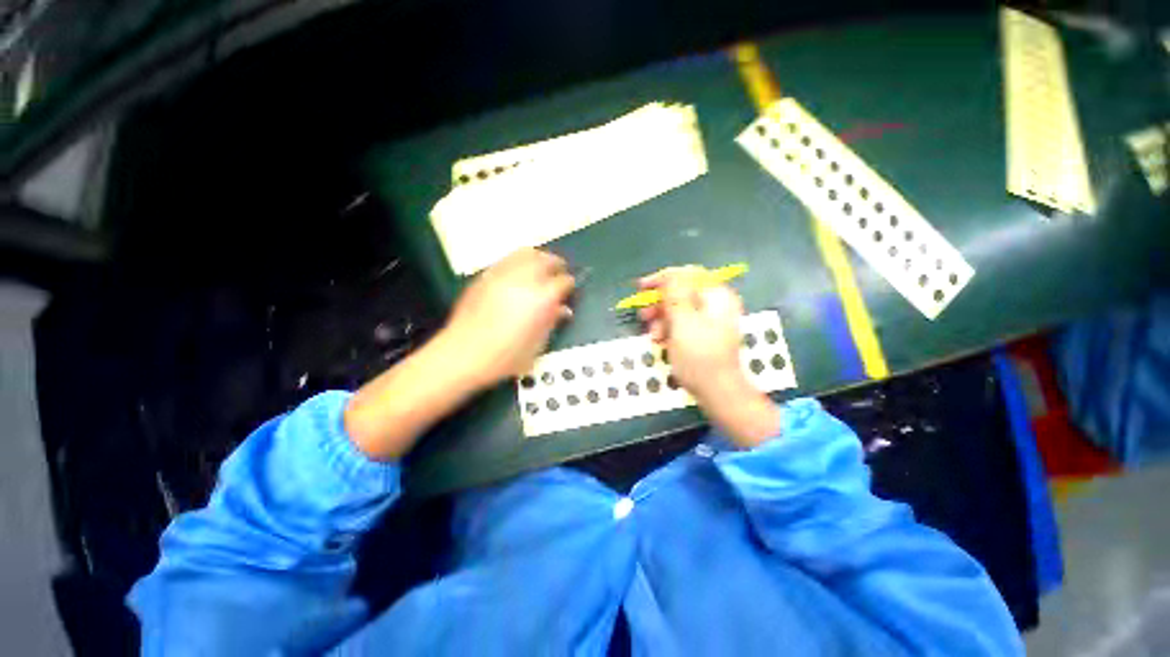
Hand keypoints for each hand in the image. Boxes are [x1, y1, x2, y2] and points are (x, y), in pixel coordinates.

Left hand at [439, 248, 574, 388]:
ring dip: (538, 257)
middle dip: (557, 264)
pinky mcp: (485, 276)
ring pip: (526, 253)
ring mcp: (502, 275)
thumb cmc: (504, 356)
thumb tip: (563, 310)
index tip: (570, 288)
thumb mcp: (538, 344)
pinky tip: (519, 272)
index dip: (570, 284)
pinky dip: (518, 261)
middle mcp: (523, 280)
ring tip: (541, 265)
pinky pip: (507, 259)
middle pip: (546, 260)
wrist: (463, 354)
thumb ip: (552, 322)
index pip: (563, 281)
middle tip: (560, 270)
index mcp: (541, 298)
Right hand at [638, 266, 779, 446]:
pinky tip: (661, 341)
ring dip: (662, 319)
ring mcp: (710, 320)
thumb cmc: (699, 357)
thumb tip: (670, 275)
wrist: (718, 392)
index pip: (688, 275)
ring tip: (653, 335)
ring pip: (679, 309)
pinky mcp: (704, 335)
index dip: (663, 279)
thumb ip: (676, 295)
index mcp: (716, 296)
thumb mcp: (684, 323)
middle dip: (660, 303)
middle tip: (643, 315)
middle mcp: (716, 304)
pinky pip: (682, 324)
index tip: (642, 288)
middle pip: (682, 292)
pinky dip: (669, 329)